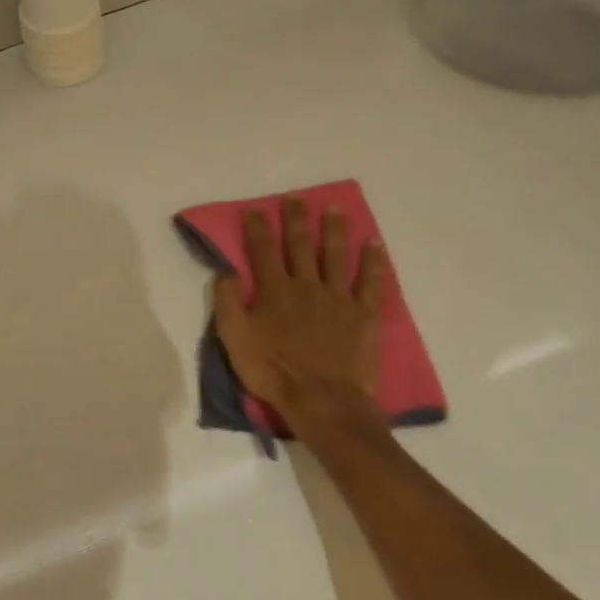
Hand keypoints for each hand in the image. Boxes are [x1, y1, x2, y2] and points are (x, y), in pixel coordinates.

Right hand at [212, 199, 386, 425]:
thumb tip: (225, 270)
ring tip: (334, 209)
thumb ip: (228, 302)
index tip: (254, 209)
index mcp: (274, 291)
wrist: (322, 400)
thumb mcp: (234, 340)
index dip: (257, 228)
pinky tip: (374, 244)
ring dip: (334, 230)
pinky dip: (372, 262)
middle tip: (295, 199)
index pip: (262, 250)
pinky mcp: (363, 314)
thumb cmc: (272, 371)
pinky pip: (370, 282)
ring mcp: (337, 298)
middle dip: (296, 220)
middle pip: (300, 245)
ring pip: (336, 255)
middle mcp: (306, 285)